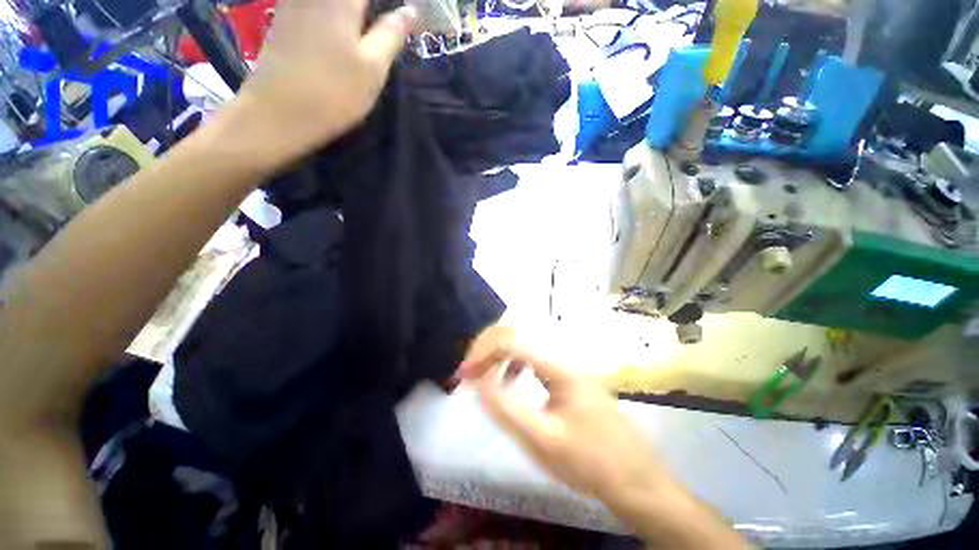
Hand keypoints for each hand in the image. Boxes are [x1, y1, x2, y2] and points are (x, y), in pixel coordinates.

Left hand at [230, 0, 415, 166]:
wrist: (278, 112)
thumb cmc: (334, 92)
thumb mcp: (373, 67)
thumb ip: (392, 34)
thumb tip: (411, 11)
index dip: (389, 5)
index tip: (403, 16)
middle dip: (371, 9)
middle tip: (387, 27)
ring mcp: (295, 2)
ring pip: (333, 3)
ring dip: (354, 13)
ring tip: (369, 31)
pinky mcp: (284, 18)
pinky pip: (314, 6)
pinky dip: (334, 14)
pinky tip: (343, 31)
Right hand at [457, 332, 666, 502]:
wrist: (636, 478)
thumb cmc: (591, 463)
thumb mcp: (543, 441)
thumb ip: (507, 409)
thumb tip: (480, 379)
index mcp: (560, 366)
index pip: (512, 340)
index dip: (483, 352)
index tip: (464, 375)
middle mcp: (563, 355)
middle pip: (517, 332)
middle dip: (487, 347)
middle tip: (470, 371)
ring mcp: (566, 363)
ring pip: (524, 341)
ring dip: (499, 352)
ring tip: (485, 374)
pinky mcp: (567, 373)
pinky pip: (533, 355)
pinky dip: (514, 361)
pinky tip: (511, 378)